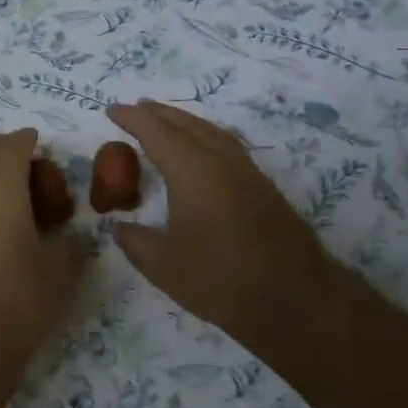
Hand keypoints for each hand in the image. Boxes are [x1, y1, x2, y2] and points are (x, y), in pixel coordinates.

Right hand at [105, 100, 348, 350]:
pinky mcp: (263, 188)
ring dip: (185, 122)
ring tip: (167, 122)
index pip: (156, 132)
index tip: (111, 110)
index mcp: (192, 171)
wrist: (295, 299)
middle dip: (159, 113)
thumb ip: (136, 242)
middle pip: (186, 124)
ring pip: (212, 132)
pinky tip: (204, 150)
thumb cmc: (221, 279)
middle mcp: (221, 161)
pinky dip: (207, 137)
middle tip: (137, 108)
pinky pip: (228, 146)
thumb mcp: (164, 266)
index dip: (132, 119)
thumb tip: (118, 227)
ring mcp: (247, 172)